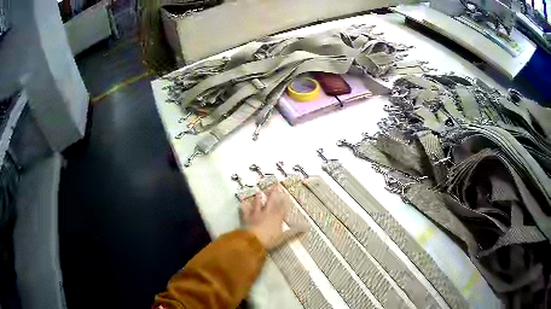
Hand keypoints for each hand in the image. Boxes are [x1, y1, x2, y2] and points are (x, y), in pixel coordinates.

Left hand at [241, 185, 291, 248]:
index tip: (286, 194)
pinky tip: (243, 201)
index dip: (285, 201)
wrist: (253, 241)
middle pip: (271, 202)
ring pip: (258, 204)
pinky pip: (245, 210)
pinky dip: (244, 206)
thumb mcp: (283, 237)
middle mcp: (267, 213)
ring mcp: (256, 215)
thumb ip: (293, 232)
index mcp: (276, 217)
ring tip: (259, 191)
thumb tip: (305, 228)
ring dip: (259, 197)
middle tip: (275, 186)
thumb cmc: (269, 239)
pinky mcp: (247, 218)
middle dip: (273, 194)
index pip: (282, 207)